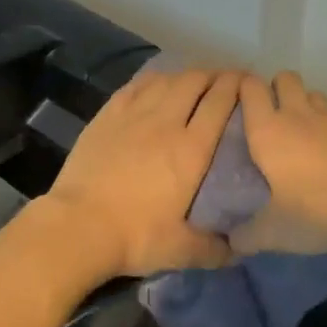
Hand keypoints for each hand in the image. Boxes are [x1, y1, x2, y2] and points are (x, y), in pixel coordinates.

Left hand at [44, 68, 242, 279]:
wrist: (78, 225)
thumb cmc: (135, 236)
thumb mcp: (181, 250)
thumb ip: (214, 249)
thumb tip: (237, 251)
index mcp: (192, 150)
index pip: (220, 104)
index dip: (237, 86)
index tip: (247, 82)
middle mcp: (167, 122)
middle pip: (195, 83)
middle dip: (214, 75)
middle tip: (224, 80)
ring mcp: (134, 115)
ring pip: (166, 80)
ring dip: (185, 75)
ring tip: (194, 80)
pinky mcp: (108, 115)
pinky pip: (136, 85)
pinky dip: (153, 79)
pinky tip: (157, 82)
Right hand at [234, 71, 326, 254]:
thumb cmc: (315, 212)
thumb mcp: (272, 232)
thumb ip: (246, 235)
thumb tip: (230, 241)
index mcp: (267, 130)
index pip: (249, 87)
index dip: (243, 88)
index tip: (239, 103)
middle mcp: (297, 114)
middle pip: (285, 78)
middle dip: (278, 89)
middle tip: (273, 117)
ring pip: (316, 93)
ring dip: (309, 105)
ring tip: (307, 131)